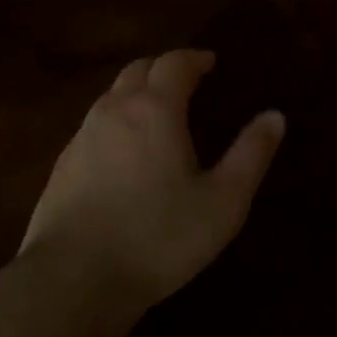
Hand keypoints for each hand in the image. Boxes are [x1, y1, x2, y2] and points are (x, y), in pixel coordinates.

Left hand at [20, 50, 285, 309]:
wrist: (73, 278)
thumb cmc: (159, 237)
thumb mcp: (222, 202)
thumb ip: (251, 154)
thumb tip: (275, 115)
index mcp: (155, 109)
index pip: (175, 63)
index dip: (194, 58)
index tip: (210, 62)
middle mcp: (115, 110)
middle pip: (138, 70)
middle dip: (164, 68)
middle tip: (186, 81)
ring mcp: (82, 136)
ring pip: (111, 96)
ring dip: (136, 92)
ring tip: (157, 112)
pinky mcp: (61, 165)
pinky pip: (93, 125)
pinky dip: (115, 121)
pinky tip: (123, 152)